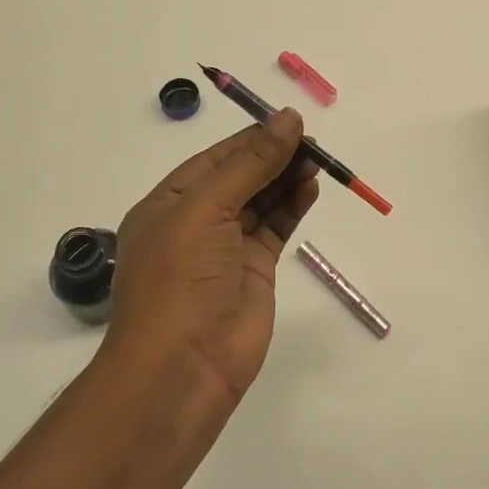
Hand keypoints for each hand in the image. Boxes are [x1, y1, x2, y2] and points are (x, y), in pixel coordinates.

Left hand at [107, 109, 318, 411]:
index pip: (216, 158)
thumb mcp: (207, 209)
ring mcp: (227, 247)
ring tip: (318, 159)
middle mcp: (197, 222)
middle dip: (274, 156)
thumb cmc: (179, 280)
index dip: (252, 138)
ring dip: (287, 177)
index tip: (289, 121)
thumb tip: (288, 118)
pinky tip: (311, 187)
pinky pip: (277, 227)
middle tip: (312, 141)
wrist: (182, 369)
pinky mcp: (255, 270)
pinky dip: (294, 205)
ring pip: (262, 200)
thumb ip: (251, 164)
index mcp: (169, 203)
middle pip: (241, 176)